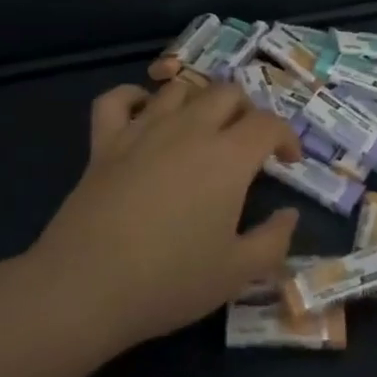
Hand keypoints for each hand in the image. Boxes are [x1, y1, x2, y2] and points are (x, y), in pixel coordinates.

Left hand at [28, 81, 302, 349]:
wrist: (86, 287)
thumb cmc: (170, 281)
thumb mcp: (237, 273)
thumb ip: (274, 241)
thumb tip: (290, 214)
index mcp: (228, 156)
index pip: (269, 124)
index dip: (287, 137)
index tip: (289, 162)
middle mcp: (189, 129)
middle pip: (227, 93)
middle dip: (247, 111)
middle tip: (248, 144)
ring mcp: (143, 130)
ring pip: (179, 89)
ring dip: (199, 101)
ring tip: (203, 128)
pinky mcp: (105, 142)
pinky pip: (117, 99)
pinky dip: (133, 97)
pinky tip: (144, 113)